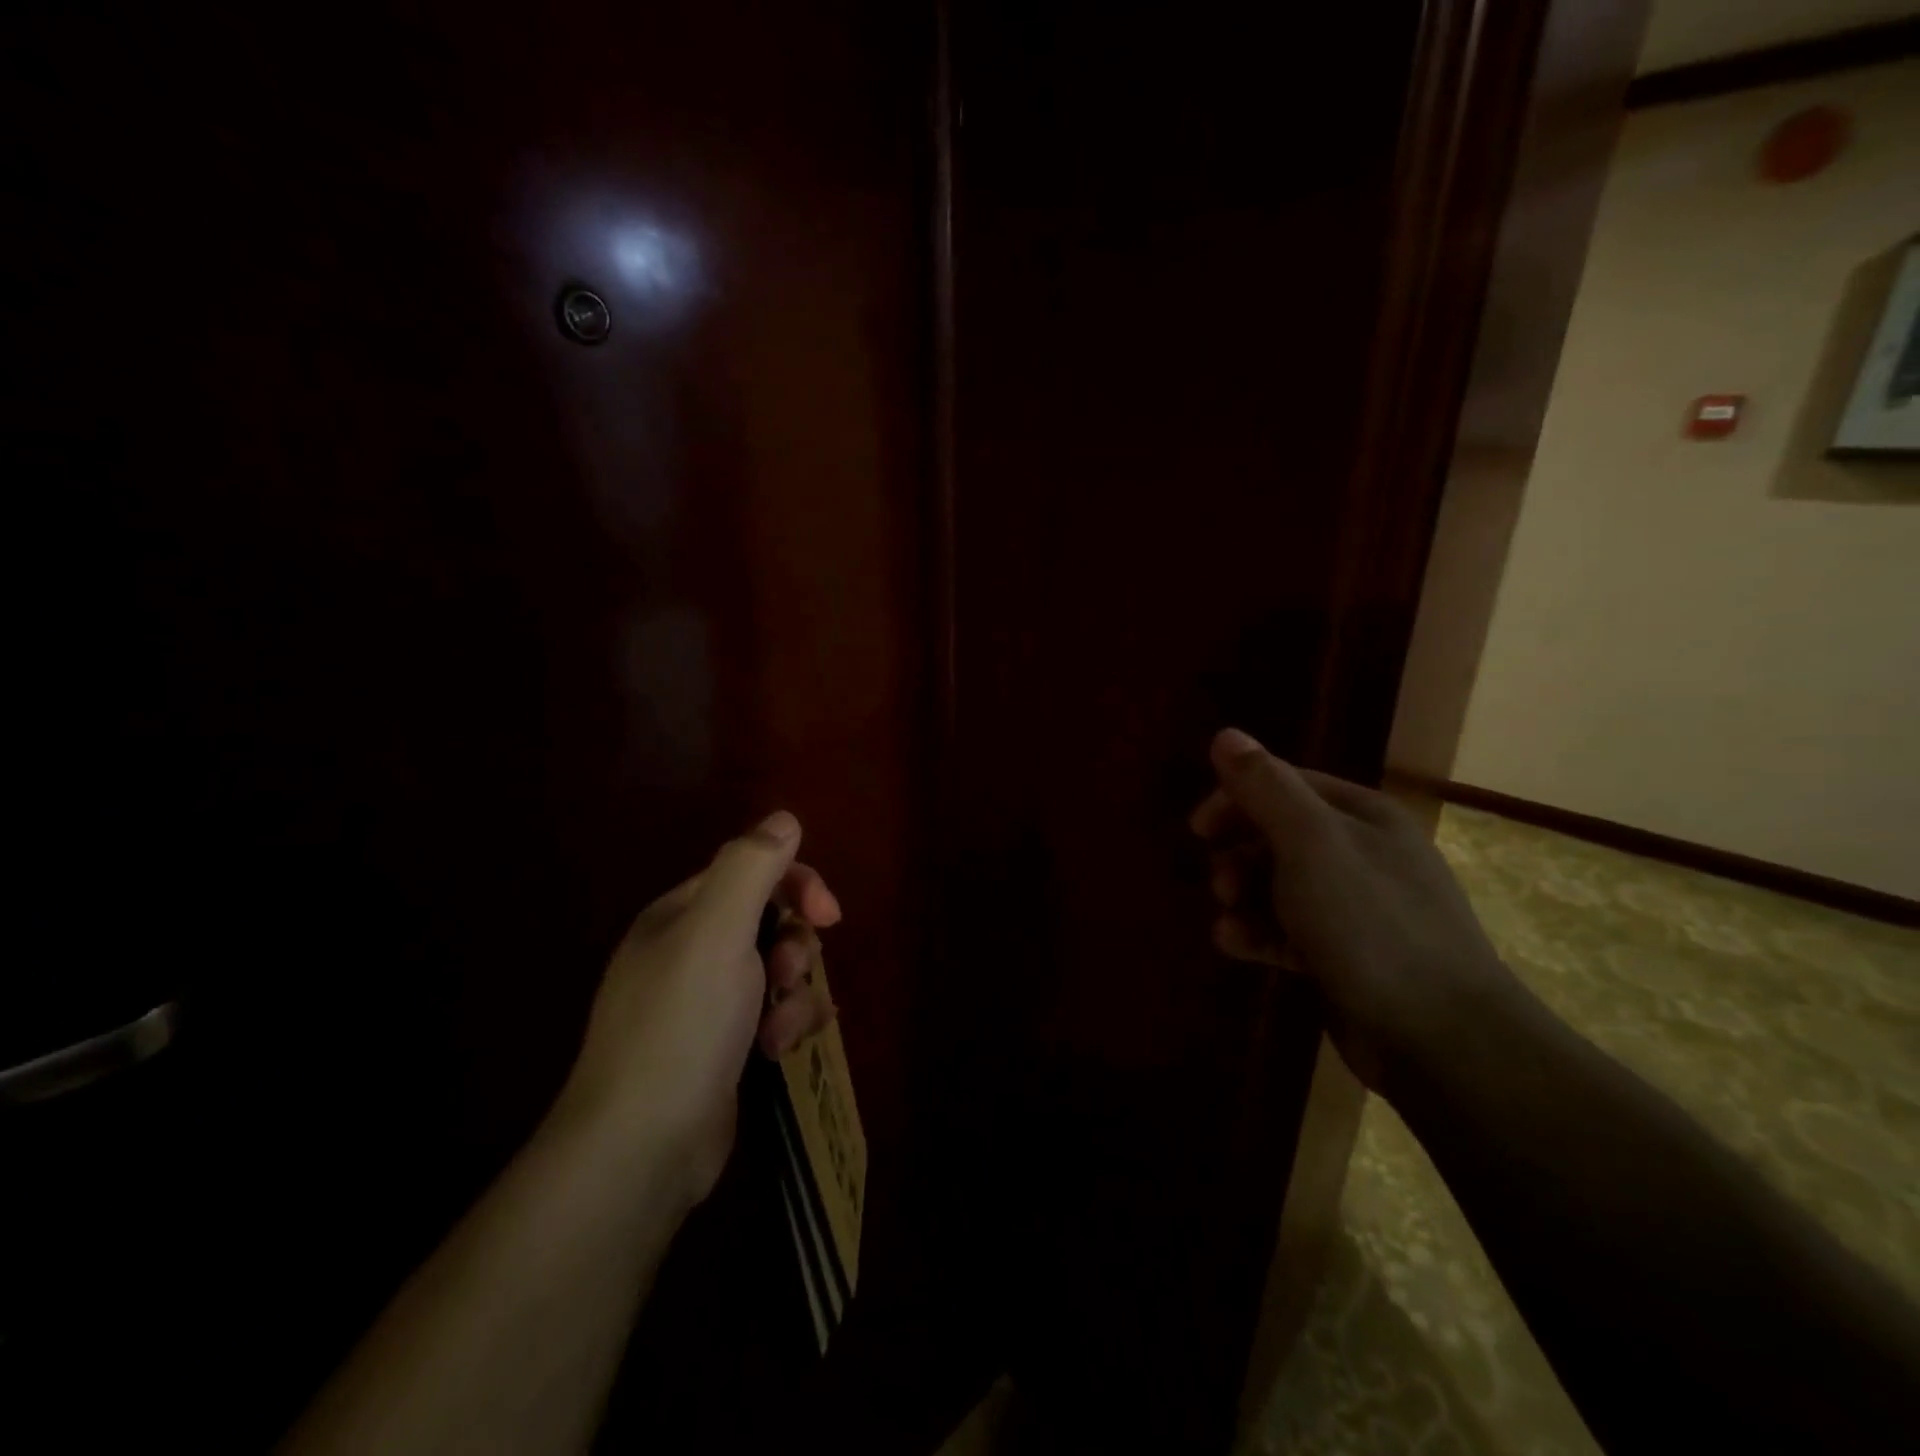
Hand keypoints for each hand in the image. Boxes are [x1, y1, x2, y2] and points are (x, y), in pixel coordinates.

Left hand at [558, 811, 841, 1202]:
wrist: (641, 1148)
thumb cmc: (681, 1025)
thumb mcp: (716, 932)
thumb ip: (750, 867)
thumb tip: (784, 819)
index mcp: (680, 916)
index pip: (752, 873)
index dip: (798, 884)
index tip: (829, 915)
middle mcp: (689, 952)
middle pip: (770, 922)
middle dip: (795, 947)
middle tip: (789, 975)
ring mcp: (705, 1004)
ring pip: (778, 972)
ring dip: (794, 994)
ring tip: (780, 1031)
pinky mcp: (723, 1048)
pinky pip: (774, 1014)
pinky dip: (785, 1027)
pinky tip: (780, 1053)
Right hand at [1190, 729, 1515, 1090]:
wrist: (1441, 1039)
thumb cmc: (1371, 923)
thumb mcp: (1310, 843)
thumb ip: (1265, 787)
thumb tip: (1226, 735)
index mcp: (1363, 815)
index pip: (1286, 785)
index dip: (1236, 799)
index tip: (1198, 828)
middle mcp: (1363, 853)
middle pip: (1279, 835)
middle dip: (1239, 854)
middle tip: (1218, 882)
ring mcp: (1357, 908)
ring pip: (1280, 886)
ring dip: (1244, 897)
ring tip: (1228, 919)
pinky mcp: (1346, 956)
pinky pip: (1290, 931)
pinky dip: (1260, 933)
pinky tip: (1237, 946)